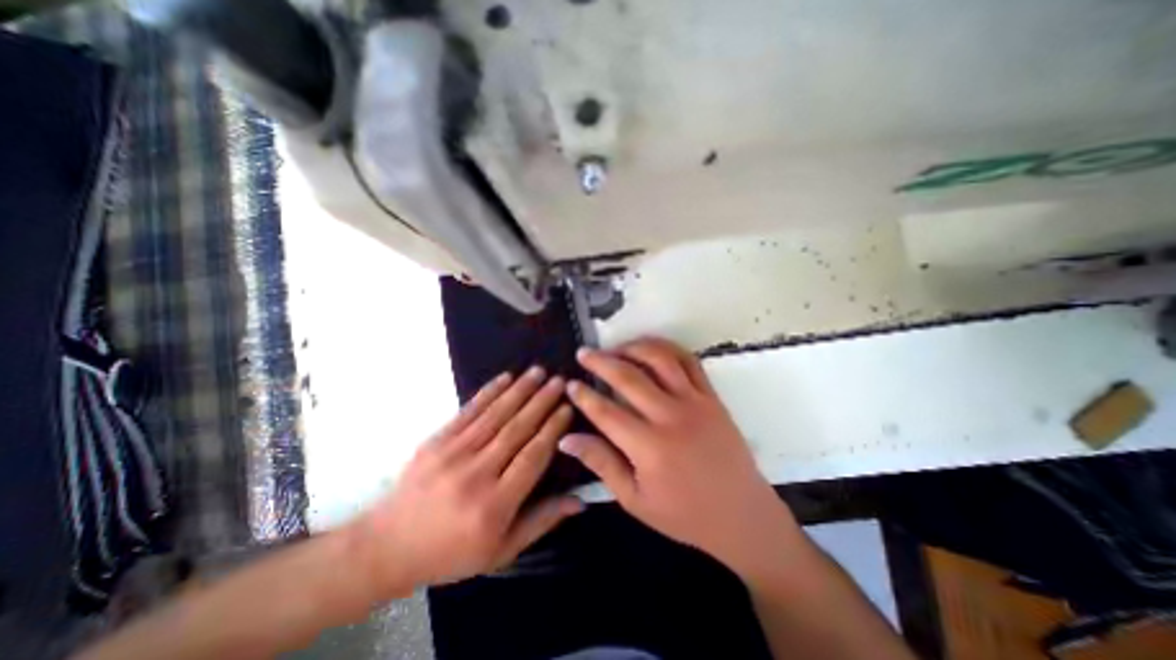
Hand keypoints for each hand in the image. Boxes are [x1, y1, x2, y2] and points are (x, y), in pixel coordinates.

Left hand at [352, 366, 585, 596]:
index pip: (532, 457)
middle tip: (560, 381)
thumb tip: (580, 500)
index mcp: (494, 506)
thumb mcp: (502, 550)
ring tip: (539, 372)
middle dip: (541, 402)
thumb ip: (542, 521)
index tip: (567, 408)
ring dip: (520, 390)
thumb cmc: (451, 553)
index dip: (552, 429)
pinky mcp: (436, 441)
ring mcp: (453, 454)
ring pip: (495, 415)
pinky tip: (506, 378)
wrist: (387, 547)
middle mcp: (475, 475)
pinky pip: (469, 411)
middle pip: (516, 430)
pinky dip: (489, 392)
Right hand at [557, 340, 797, 576]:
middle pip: (629, 378)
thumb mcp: (635, 500)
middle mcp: (671, 417)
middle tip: (584, 353)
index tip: (570, 383)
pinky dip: (668, 348)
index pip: (606, 412)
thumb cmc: (684, 514)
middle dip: (601, 361)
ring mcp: (695, 402)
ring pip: (660, 360)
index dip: (584, 395)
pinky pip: (689, 361)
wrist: (742, 515)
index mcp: (649, 447)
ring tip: (615, 347)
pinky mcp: (712, 397)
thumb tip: (567, 439)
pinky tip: (651, 348)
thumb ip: (601, 464)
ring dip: (633, 347)